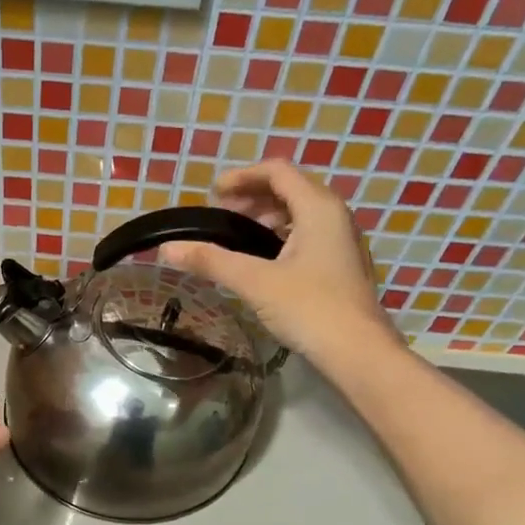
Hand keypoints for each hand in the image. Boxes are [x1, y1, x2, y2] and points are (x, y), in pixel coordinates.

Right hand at [158, 160, 399, 370]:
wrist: (357, 352)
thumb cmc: (309, 308)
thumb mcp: (255, 282)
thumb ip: (211, 261)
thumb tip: (167, 248)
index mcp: (318, 208)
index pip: (277, 172)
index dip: (242, 176)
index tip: (212, 194)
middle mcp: (334, 216)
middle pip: (290, 189)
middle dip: (252, 197)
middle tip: (221, 216)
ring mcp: (341, 241)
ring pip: (300, 213)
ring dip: (266, 217)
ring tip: (237, 238)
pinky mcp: (340, 265)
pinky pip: (307, 235)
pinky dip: (280, 236)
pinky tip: (262, 261)